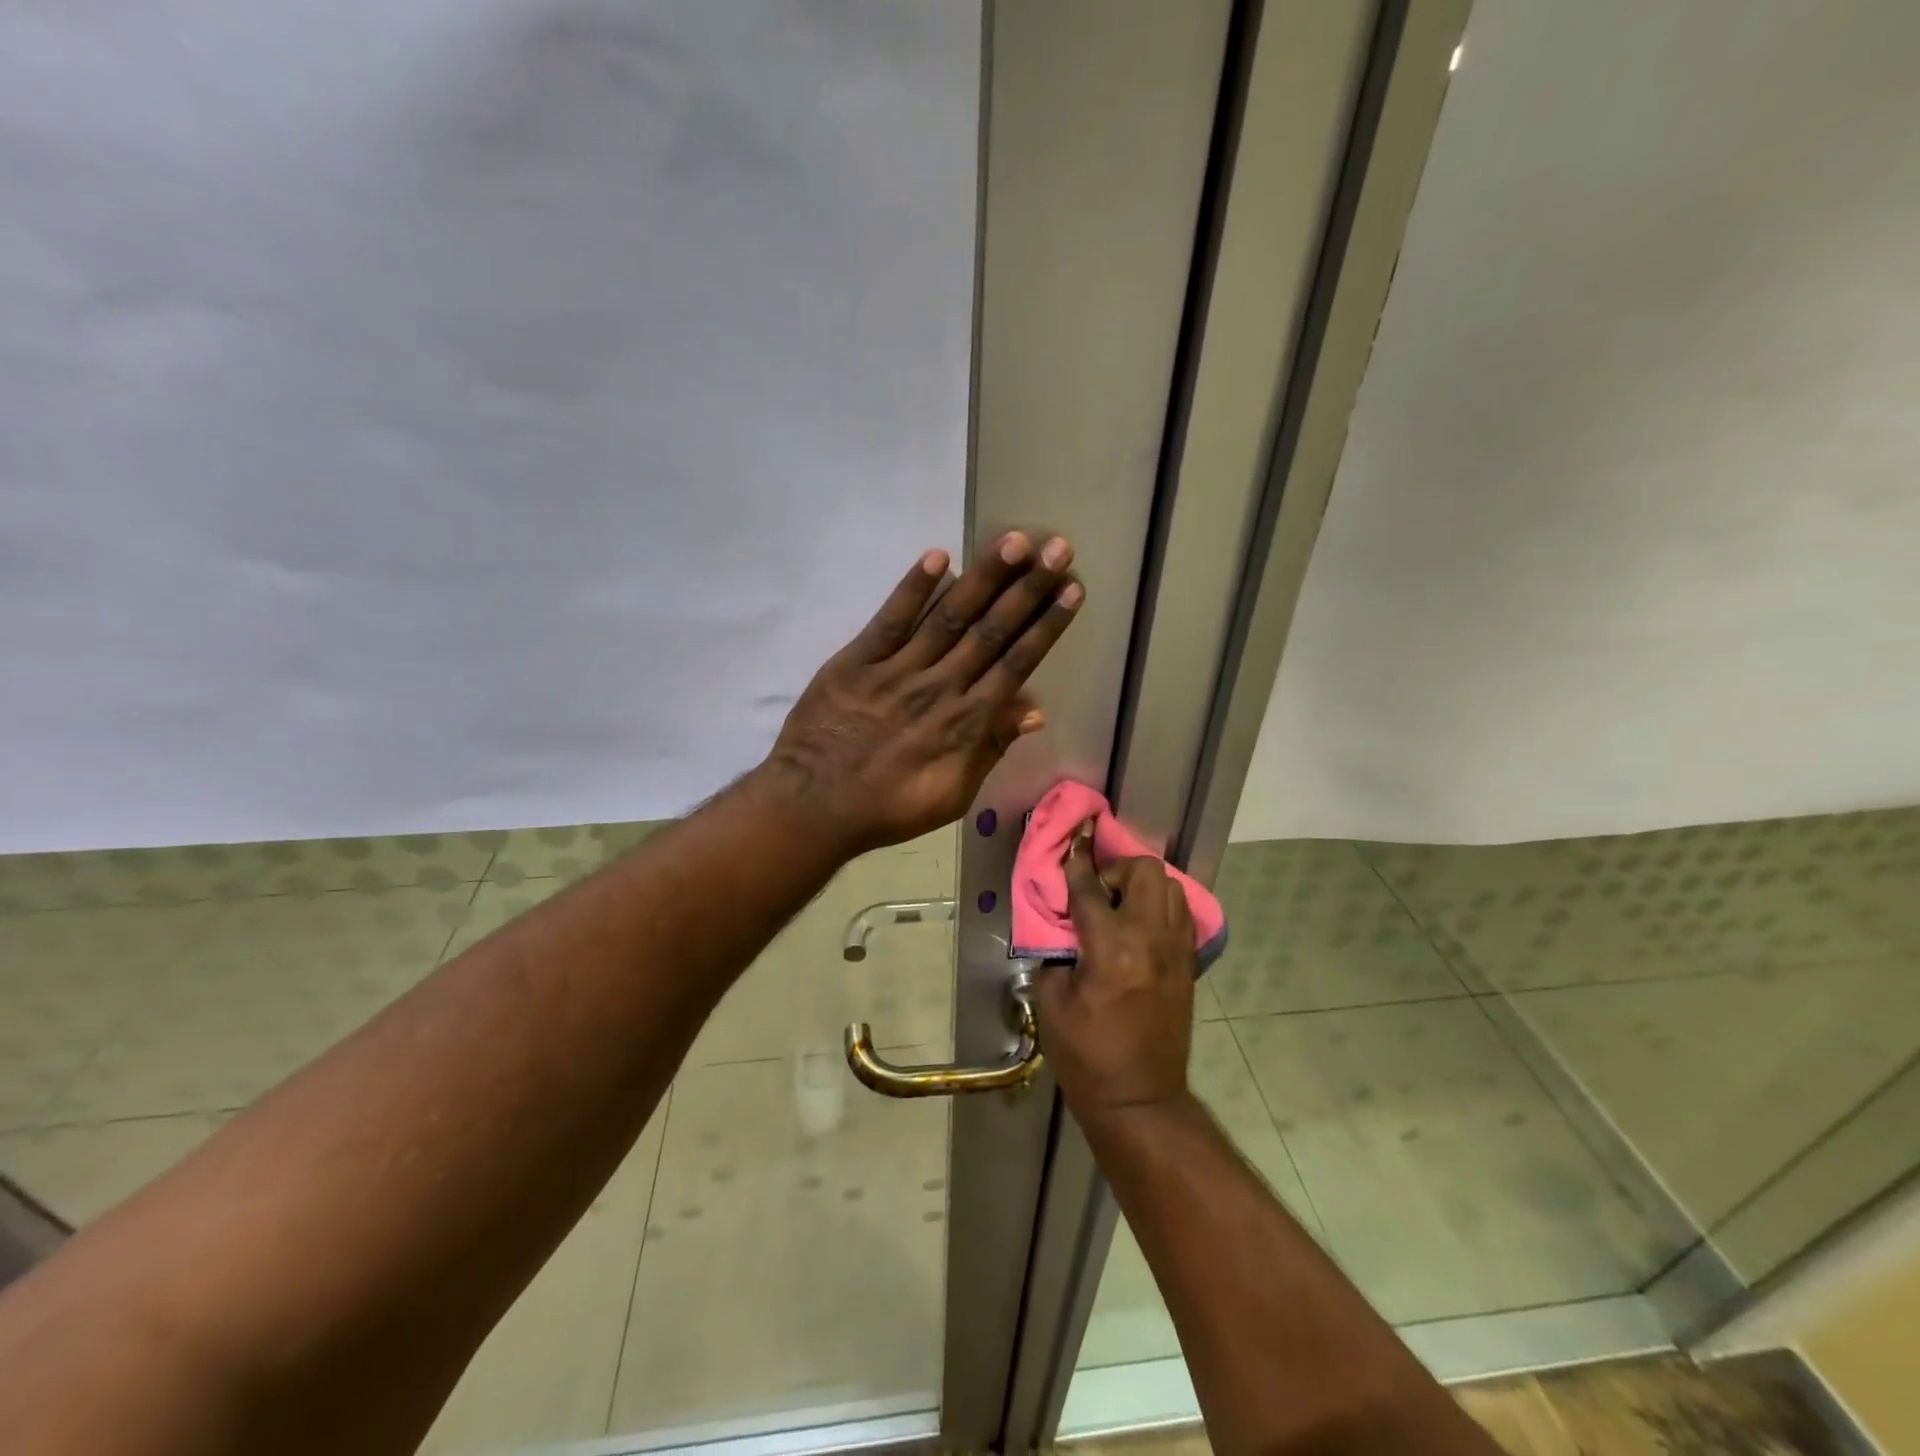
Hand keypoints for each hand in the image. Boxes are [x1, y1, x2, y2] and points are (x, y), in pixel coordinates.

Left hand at [765, 532, 1081, 854]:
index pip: (1016, 663)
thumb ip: (991, 748)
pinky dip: (914, 589)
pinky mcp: (858, 660)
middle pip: (991, 631)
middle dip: (1028, 588)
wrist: (815, 805)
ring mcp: (899, 669)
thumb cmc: (890, 807)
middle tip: (1057, 548)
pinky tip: (938, 557)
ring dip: (984, 578)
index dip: (1046, 626)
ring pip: (949, 617)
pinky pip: (891, 620)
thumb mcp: (953, 794)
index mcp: (966, 721)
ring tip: (1014, 542)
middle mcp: (940, 686)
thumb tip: (1034, 712)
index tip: (1072, 591)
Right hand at [1037, 820, 1196, 1122]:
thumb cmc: (1087, 1055)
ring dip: (1141, 885)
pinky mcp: (1188, 963)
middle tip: (1097, 892)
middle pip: (1145, 871)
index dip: (1076, 863)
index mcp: (1111, 949)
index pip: (1090, 889)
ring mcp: (1176, 950)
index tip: (1072, 844)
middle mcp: (1150, 939)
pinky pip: (1180, 912)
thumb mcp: (1053, 1003)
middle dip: (1117, 869)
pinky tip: (1139, 926)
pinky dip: (1160, 906)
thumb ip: (1055, 954)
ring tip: (1119, 907)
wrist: (1139, 1098)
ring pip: (1169, 886)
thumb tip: (1063, 929)